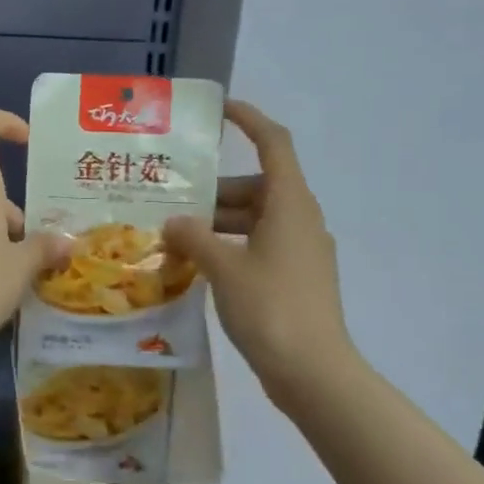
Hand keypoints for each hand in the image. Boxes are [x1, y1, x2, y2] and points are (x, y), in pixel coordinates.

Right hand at [164, 99, 359, 389]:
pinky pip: (257, 246)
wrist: (313, 372)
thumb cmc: (270, 308)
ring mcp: (300, 251)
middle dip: (213, 190)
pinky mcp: (294, 278)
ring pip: (254, 219)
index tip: (218, 111)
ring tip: (173, 234)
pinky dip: (229, 246)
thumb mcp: (224, 268)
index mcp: (289, 204)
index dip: (249, 120)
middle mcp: (299, 219)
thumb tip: (174, 222)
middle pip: (255, 186)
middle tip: (170, 197)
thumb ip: (194, 237)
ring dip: (217, 222)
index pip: (273, 144)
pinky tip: (196, 263)